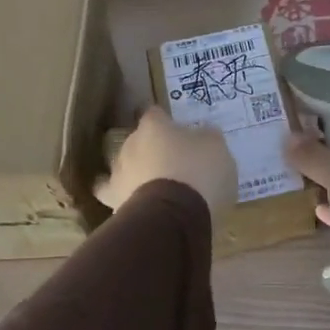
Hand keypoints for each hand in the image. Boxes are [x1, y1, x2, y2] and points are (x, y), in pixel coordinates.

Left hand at [96, 107, 236, 217]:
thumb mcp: (216, 147)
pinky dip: (121, 195)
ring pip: (126, 166)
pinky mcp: (113, 201)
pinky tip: (131, 201)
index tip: (177, 130)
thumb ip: (206, 137)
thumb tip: (201, 135)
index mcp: (154, 125)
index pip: (155, 113)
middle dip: (153, 149)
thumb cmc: (198, 172)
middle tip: (173, 162)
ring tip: (156, 186)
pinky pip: (112, 195)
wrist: (174, 216)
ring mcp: (118, 172)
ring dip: (138, 172)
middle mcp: (131, 143)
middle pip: (140, 140)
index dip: (166, 121)